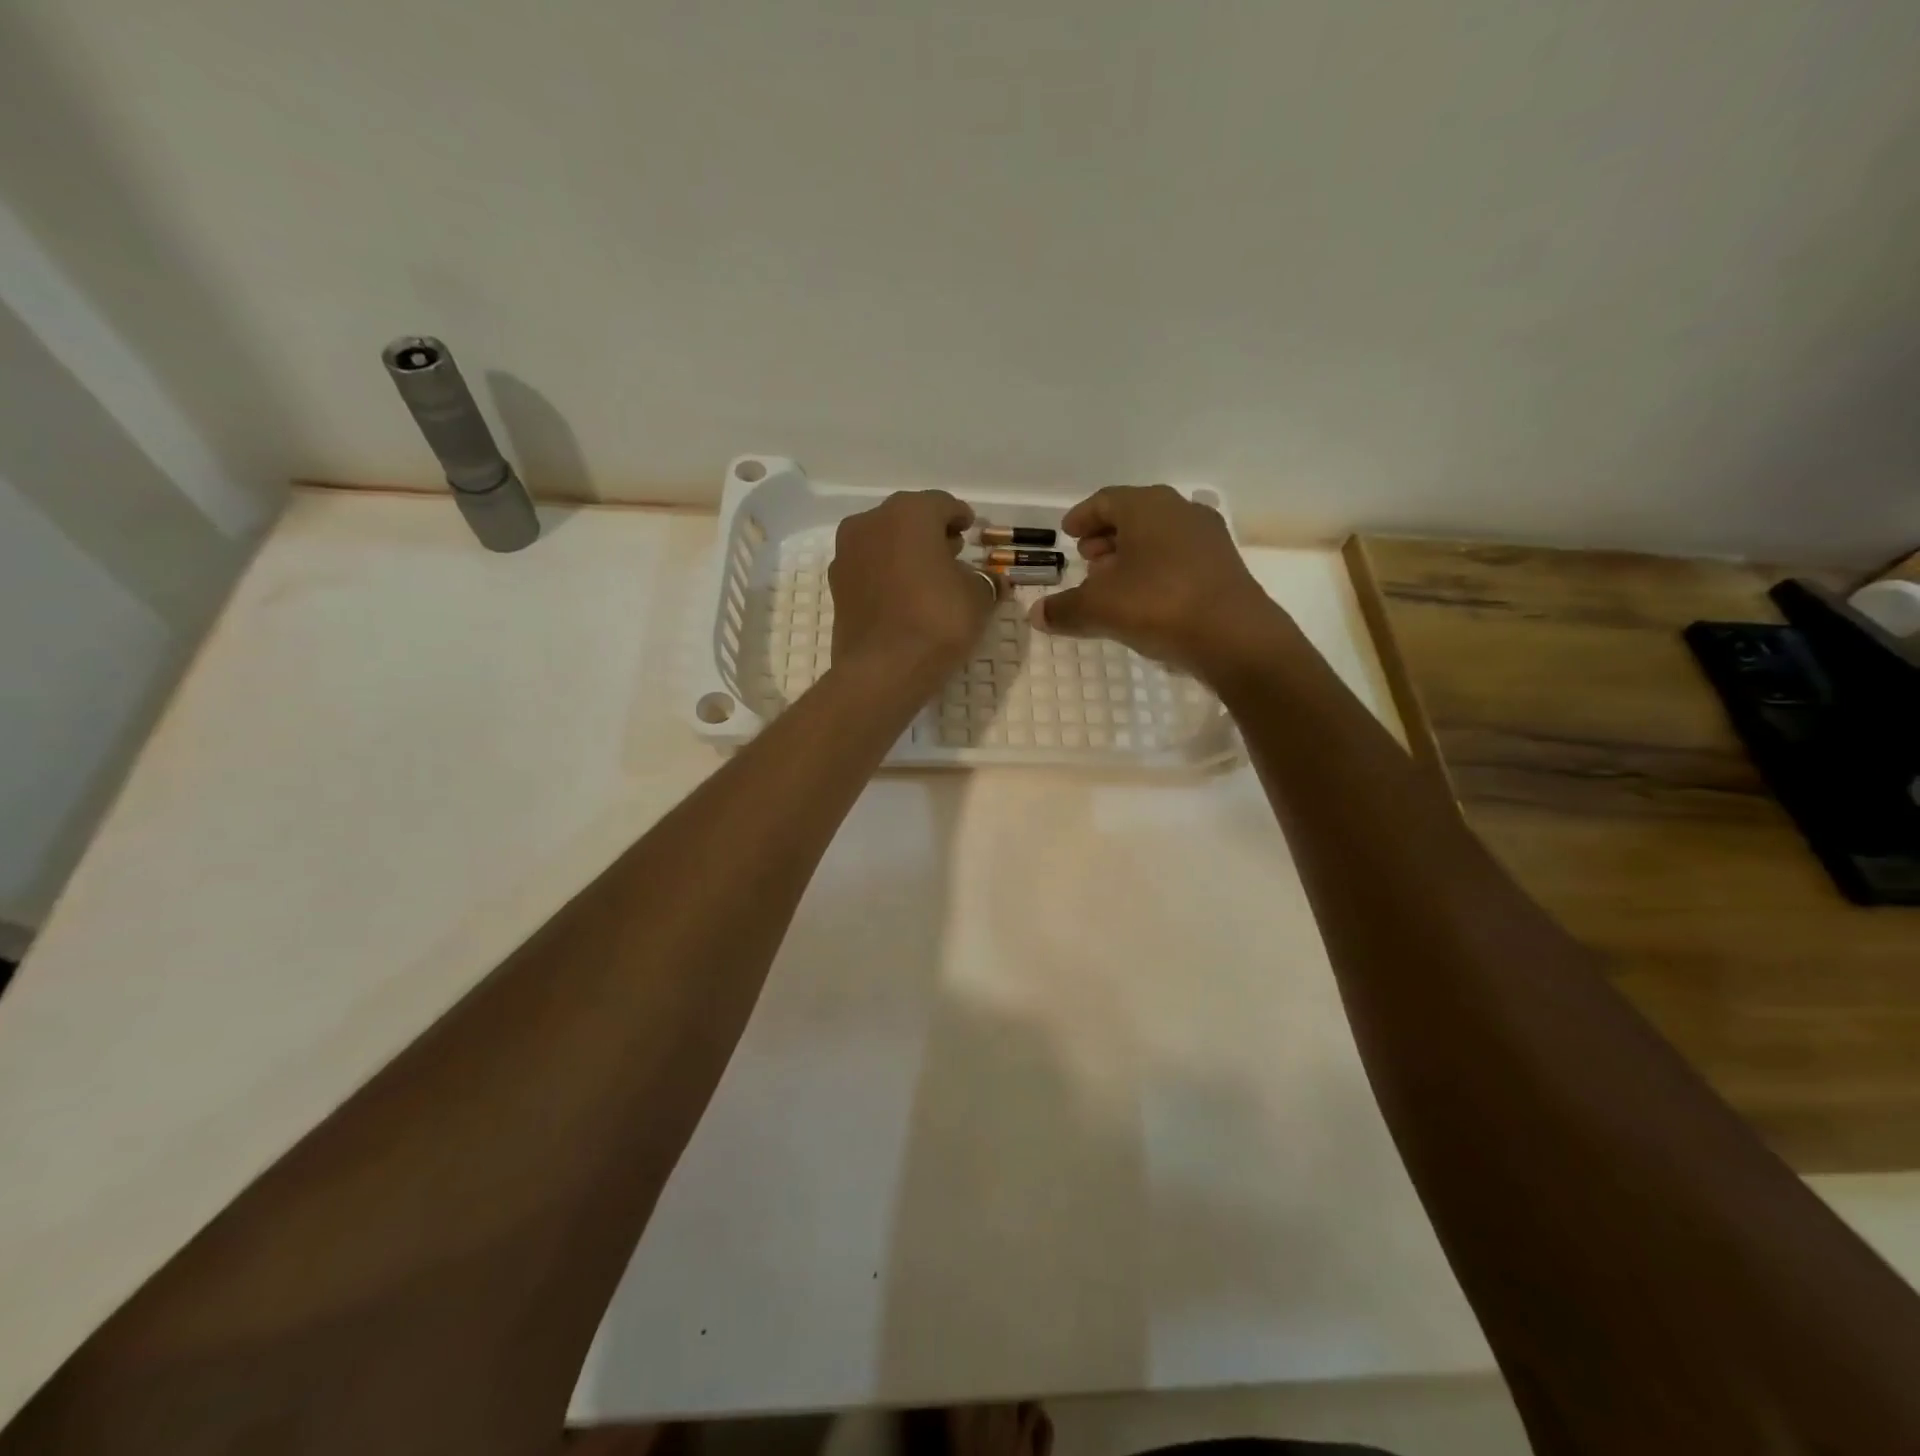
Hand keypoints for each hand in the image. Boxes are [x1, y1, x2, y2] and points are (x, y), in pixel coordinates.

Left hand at [830, 490, 998, 671]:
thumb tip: (992, 580)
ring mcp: (847, 553)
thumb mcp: (978, 597)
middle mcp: (871, 522)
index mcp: (909, 512)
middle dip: (931, 532)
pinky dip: (887, 573)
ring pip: (884, 541)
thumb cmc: (938, 620)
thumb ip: (986, 580)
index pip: (942, 504)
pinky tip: (905, 595)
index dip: (960, 517)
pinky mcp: (836, 584)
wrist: (883, 669)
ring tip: (929, 576)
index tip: (970, 530)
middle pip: (908, 518)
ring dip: (906, 552)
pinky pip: (869, 567)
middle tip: (952, 552)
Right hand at [1033, 484, 1293, 682]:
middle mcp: (1180, 511)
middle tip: (1087, 557)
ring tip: (1111, 581)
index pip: (1106, 500)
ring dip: (1132, 554)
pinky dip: (1155, 569)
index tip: (1068, 532)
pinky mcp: (1224, 566)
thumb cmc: (1159, 606)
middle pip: (1135, 516)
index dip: (1083, 516)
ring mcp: (1208, 538)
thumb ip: (1064, 609)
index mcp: (1147, 506)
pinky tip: (1145, 598)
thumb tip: (1035, 615)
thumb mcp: (1099, 608)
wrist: (1235, 637)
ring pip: (1159, 537)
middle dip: (1107, 536)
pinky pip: (1179, 558)